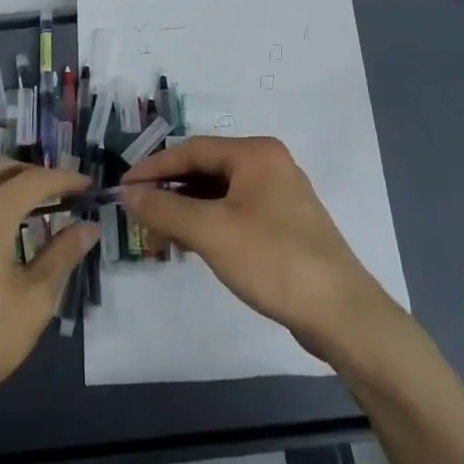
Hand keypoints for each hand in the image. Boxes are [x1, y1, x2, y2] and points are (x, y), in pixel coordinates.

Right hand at [121, 137, 403, 359]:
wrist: (341, 314)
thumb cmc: (273, 260)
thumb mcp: (210, 231)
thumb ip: (164, 208)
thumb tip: (127, 193)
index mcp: (255, 153)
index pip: (190, 150)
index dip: (153, 167)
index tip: (122, 188)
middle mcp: (268, 164)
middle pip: (204, 169)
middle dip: (169, 190)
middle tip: (138, 212)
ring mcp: (278, 194)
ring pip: (218, 192)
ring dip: (186, 209)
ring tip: (158, 232)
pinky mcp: (283, 224)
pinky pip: (234, 212)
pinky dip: (207, 223)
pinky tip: (190, 244)